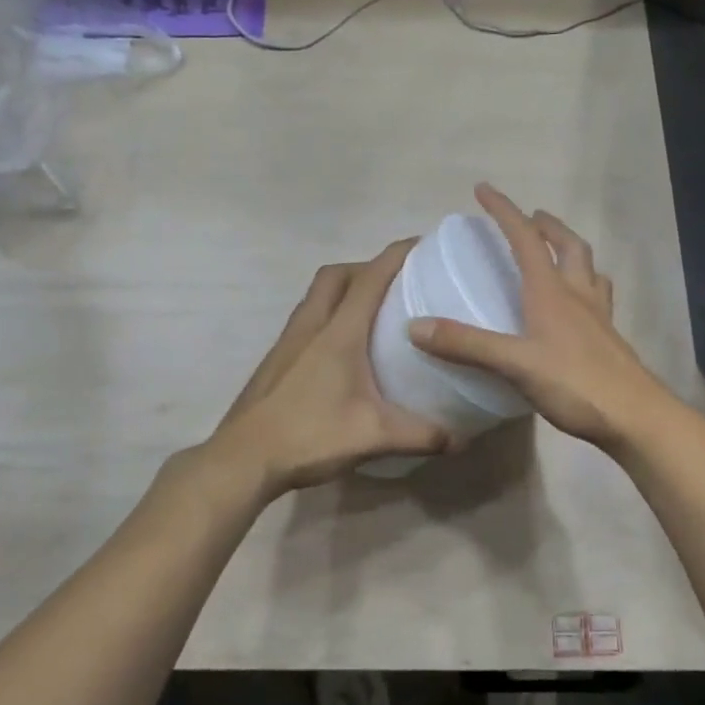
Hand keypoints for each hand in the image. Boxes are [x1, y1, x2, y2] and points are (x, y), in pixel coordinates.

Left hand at [208, 241, 451, 496]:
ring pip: (316, 295)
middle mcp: (310, 326)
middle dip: (366, 267)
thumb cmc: (310, 436)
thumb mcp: (375, 436)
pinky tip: (343, 349)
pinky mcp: (276, 359)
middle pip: (336, 275)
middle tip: (396, 284)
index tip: (422, 244)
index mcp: (338, 332)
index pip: (370, 278)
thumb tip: (461, 439)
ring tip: (373, 312)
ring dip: (343, 290)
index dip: (397, 255)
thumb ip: (422, 435)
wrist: (243, 459)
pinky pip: (306, 319)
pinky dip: (328, 315)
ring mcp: (288, 341)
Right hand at [407, 184, 683, 452]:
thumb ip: (466, 344)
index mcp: (551, 291)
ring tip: (556, 253)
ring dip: (571, 251)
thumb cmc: (575, 384)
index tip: (483, 189)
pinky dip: (584, 286)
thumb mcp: (513, 364)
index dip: (504, 210)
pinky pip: (597, 298)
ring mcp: (598, 317)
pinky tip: (575, 307)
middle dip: (547, 226)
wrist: (635, 417)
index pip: (524, 238)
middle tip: (530, 218)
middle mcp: (578, 294)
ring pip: (588, 269)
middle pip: (568, 245)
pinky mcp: (608, 339)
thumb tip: (416, 326)